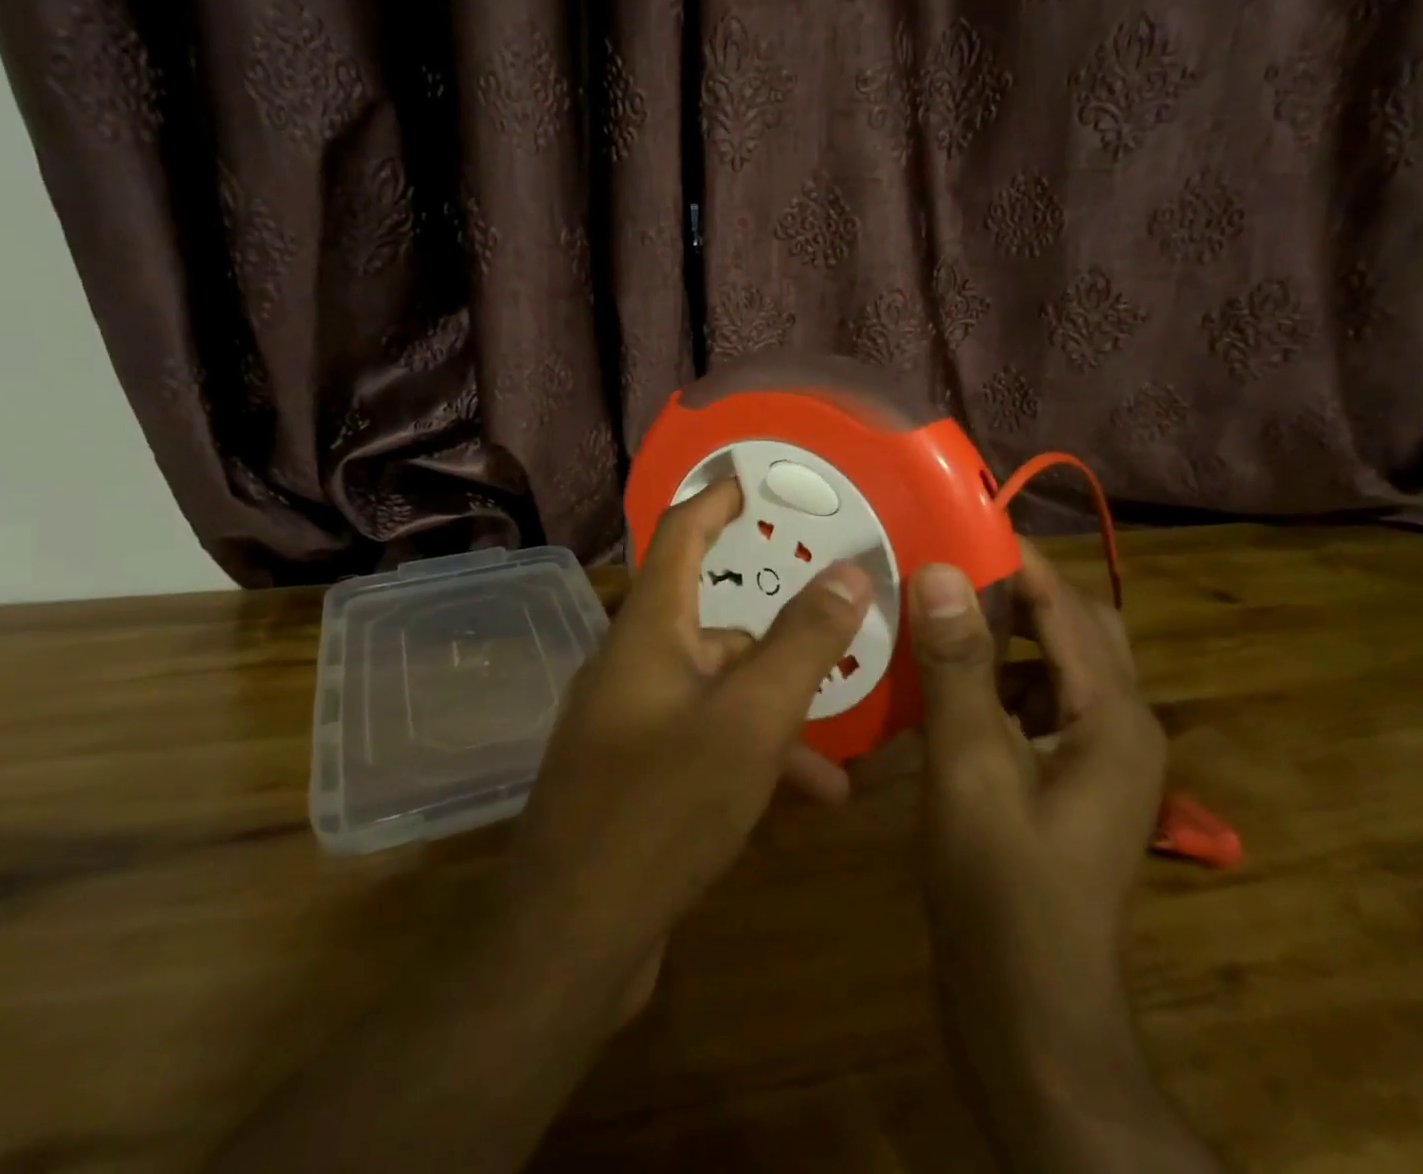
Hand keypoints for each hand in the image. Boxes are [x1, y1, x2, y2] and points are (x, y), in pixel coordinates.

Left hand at [502, 477, 870, 1020]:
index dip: (715, 501)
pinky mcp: (632, 774)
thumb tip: (851, 571)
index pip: (679, 536)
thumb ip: (804, 642)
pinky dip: (749, 757)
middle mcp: (632, 665)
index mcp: (648, 631)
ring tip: (836, 763)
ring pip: (717, 693)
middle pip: (713, 626)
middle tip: (836, 638)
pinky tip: (803, 801)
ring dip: (775, 717)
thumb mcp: (752, 719)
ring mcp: (628, 722)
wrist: (571, 939)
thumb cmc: (663, 807)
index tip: (752, 481)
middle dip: (778, 640)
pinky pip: (703, 741)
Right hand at [909, 545, 1164, 1086]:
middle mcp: (1118, 728)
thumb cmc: (1001, 888)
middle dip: (1010, 598)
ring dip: (999, 642)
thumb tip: (943, 570)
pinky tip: (938, 693)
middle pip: (1072, 631)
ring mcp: (1094, 761)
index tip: (949, 528)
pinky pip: (1033, 709)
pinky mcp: (1064, 785)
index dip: (1012, 562)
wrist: (1028, 1018)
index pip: (1067, 606)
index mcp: (1114, 717)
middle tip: (939, 576)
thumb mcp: (970, 765)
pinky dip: (992, 687)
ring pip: (1050, 669)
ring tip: (932, 621)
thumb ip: (958, 664)